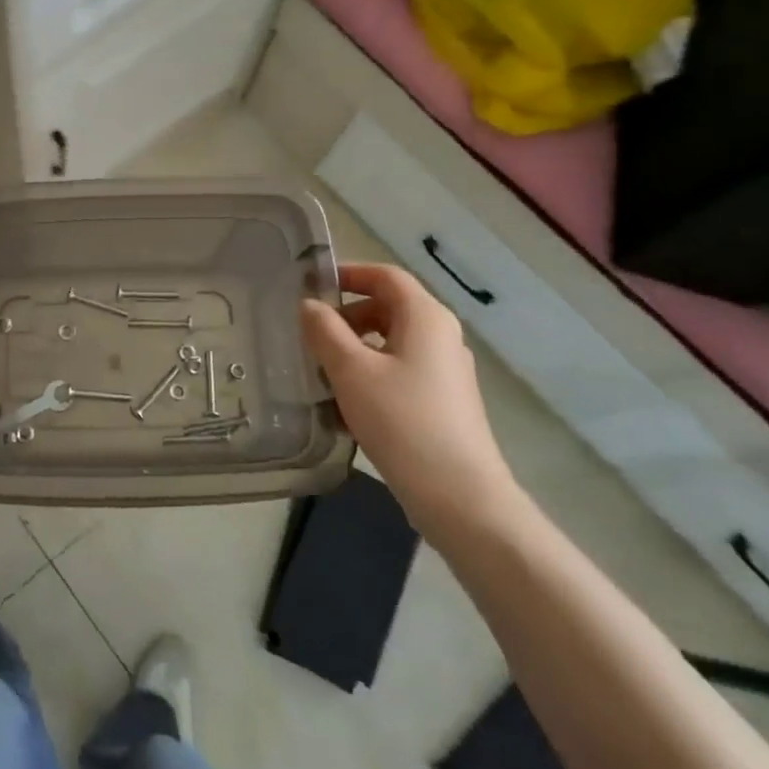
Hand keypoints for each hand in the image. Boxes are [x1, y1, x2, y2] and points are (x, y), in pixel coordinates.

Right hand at [301, 263, 520, 537]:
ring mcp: (446, 370)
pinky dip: (371, 371)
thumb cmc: (401, 420)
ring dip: (355, 346)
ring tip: (322, 369)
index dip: (349, 273)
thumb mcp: (351, 370)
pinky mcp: (444, 400)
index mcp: (426, 317)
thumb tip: (309, 305)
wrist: (458, 495)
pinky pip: (401, 369)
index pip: (385, 276)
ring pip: (393, 340)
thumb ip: (325, 331)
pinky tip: (347, 401)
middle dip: (347, 314)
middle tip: (310, 333)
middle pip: (389, 307)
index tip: (312, 285)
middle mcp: (442, 336)